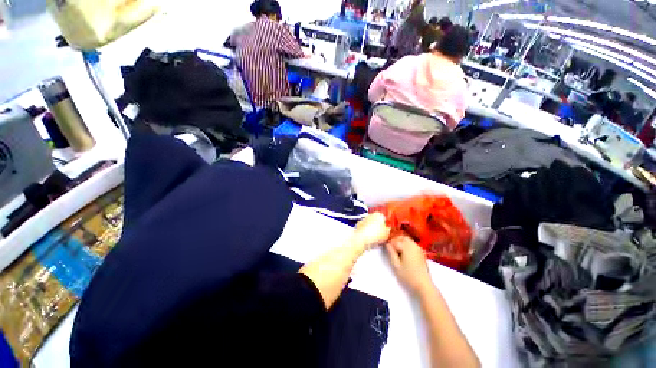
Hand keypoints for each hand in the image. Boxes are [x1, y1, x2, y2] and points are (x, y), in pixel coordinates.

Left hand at [351, 213, 390, 250]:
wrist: (362, 238)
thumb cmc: (375, 234)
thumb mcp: (387, 233)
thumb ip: (388, 230)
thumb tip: (388, 230)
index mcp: (379, 214)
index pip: (384, 217)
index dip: (386, 224)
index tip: (387, 229)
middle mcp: (370, 215)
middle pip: (376, 220)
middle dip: (378, 226)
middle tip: (382, 234)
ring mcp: (363, 220)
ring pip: (370, 224)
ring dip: (372, 229)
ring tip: (375, 238)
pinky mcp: (358, 226)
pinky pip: (364, 229)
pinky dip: (366, 232)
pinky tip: (369, 239)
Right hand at [386, 236, 432, 294]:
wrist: (424, 285)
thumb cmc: (408, 276)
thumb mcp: (396, 265)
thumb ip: (391, 252)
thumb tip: (387, 244)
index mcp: (406, 247)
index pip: (395, 241)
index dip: (389, 243)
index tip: (384, 246)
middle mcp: (413, 245)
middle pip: (402, 237)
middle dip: (395, 240)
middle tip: (390, 246)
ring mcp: (418, 248)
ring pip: (408, 239)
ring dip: (401, 241)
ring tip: (396, 249)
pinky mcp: (421, 252)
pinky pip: (412, 244)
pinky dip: (407, 244)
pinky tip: (404, 252)